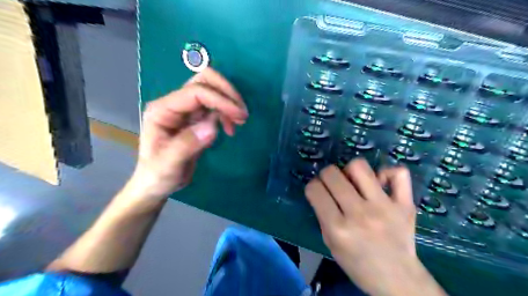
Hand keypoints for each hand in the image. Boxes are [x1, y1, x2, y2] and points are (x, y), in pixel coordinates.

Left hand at [130, 68, 249, 200]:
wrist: (157, 183)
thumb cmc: (158, 174)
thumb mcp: (169, 164)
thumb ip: (187, 144)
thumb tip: (213, 127)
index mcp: (163, 110)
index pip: (195, 92)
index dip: (220, 99)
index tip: (239, 115)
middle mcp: (174, 104)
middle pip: (204, 80)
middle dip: (226, 92)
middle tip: (242, 113)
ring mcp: (186, 110)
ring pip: (212, 90)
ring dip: (229, 101)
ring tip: (240, 121)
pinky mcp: (196, 118)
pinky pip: (215, 106)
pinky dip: (227, 112)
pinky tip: (231, 128)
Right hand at [306, 160, 443, 295]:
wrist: (398, 280)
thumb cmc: (358, 264)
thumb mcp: (330, 244)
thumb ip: (323, 215)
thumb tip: (321, 190)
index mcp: (338, 229)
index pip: (315, 190)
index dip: (312, 187)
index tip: (318, 191)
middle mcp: (360, 214)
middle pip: (332, 174)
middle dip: (326, 176)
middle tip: (332, 185)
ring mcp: (385, 207)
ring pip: (359, 167)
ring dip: (350, 170)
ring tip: (353, 182)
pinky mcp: (405, 205)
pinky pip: (398, 173)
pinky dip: (387, 173)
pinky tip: (380, 183)